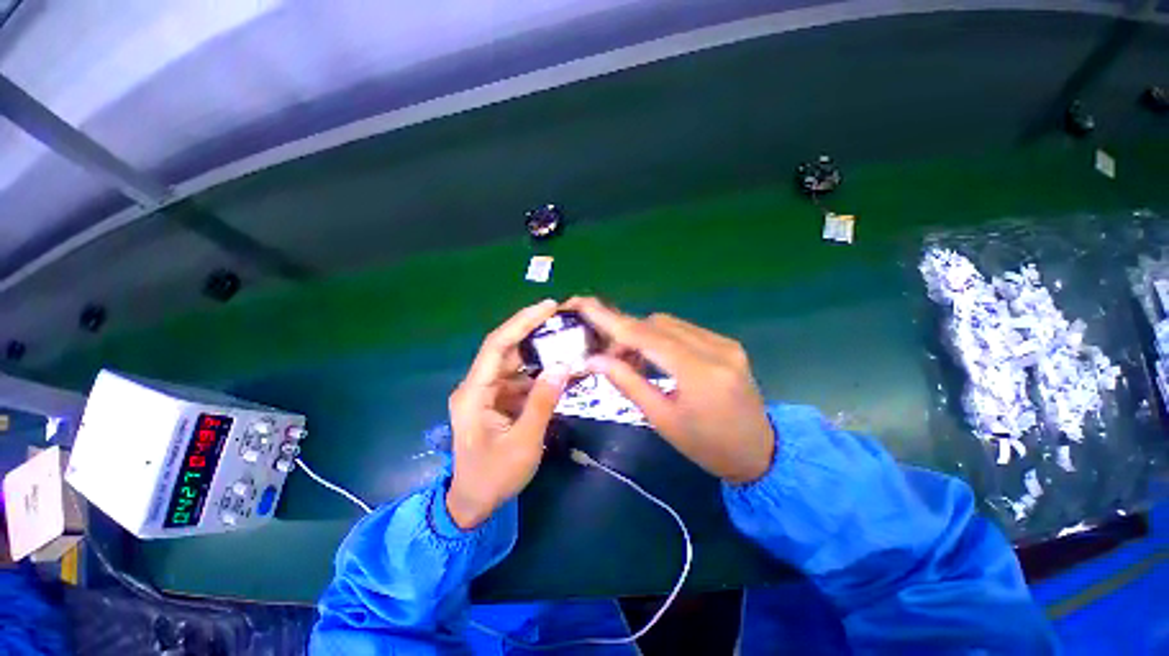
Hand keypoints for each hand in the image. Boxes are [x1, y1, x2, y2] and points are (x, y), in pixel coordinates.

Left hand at [447, 300, 571, 528]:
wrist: (474, 504)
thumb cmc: (494, 477)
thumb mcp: (524, 442)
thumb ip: (542, 403)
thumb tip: (562, 367)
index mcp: (474, 394)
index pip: (497, 346)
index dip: (521, 322)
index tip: (547, 306)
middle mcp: (477, 386)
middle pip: (505, 349)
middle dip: (532, 331)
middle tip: (562, 318)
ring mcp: (487, 393)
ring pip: (514, 362)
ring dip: (538, 351)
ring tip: (565, 339)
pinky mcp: (497, 401)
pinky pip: (519, 379)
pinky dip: (538, 373)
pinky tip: (558, 369)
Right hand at [564, 297, 774, 483]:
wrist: (759, 453)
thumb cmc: (706, 446)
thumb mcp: (662, 419)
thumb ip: (628, 383)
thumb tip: (595, 360)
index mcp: (698, 372)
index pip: (645, 336)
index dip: (611, 320)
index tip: (585, 306)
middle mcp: (714, 348)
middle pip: (656, 323)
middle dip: (626, 333)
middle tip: (610, 356)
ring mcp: (724, 343)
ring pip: (669, 323)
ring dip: (644, 335)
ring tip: (633, 360)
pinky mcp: (728, 344)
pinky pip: (684, 330)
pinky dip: (662, 338)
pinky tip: (656, 357)